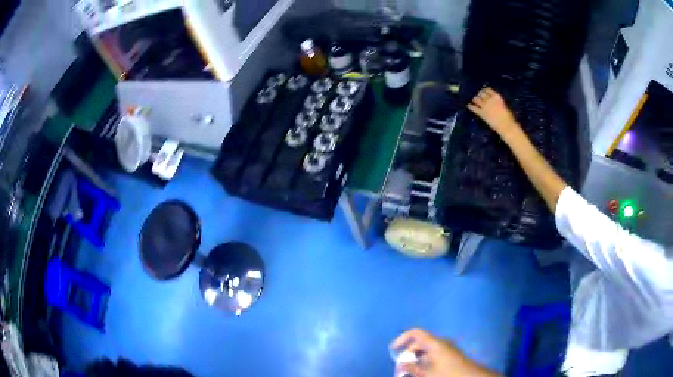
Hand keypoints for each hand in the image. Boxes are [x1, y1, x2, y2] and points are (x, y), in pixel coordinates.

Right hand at [390, 329, 498, 376]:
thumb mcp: (428, 373)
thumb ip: (412, 368)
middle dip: (407, 355)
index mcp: (435, 343)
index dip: (402, 338)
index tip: (392, 349)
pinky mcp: (450, 356)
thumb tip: (400, 364)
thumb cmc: (448, 373)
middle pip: (419, 344)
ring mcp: (446, 349)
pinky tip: (421, 373)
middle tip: (400, 369)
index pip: (415, 333)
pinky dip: (424, 363)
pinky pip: (432, 356)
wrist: (472, 376)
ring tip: (409, 373)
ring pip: (425, 352)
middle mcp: (440, 343)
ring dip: (415, 361)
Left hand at [467, 88, 520, 139]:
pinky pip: (473, 108)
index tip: (483, 92)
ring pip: (476, 99)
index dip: (484, 90)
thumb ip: (497, 101)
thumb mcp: (503, 105)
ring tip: (474, 101)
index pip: (488, 89)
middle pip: (481, 93)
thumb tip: (493, 101)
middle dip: (479, 95)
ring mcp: (484, 106)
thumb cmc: (508, 117)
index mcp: (496, 96)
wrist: (506, 126)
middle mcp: (489, 99)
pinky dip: (470, 106)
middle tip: (478, 97)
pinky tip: (469, 105)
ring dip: (475, 99)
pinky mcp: (481, 113)